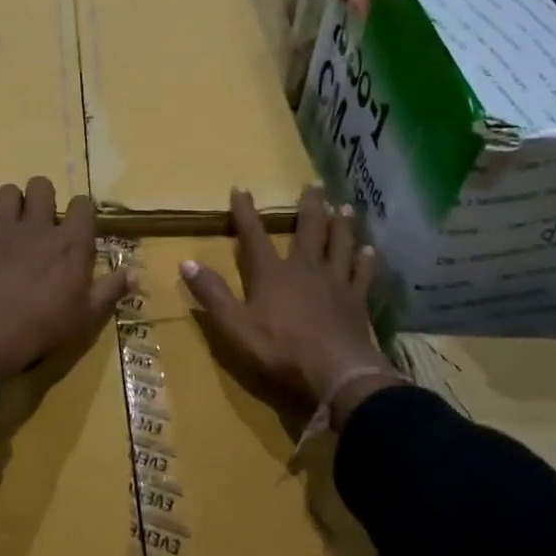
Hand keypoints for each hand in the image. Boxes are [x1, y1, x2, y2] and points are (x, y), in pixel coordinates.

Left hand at [0, 177, 127, 379]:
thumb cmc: (47, 326)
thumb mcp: (88, 315)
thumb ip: (110, 290)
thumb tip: (133, 274)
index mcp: (72, 243)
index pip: (82, 204)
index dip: (82, 210)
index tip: (79, 225)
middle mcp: (40, 227)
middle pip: (41, 185)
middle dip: (44, 196)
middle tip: (43, 220)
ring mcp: (6, 230)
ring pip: (8, 192)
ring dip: (14, 203)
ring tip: (17, 223)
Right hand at [182, 187, 400, 426]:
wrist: (335, 370)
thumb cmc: (280, 349)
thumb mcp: (235, 325)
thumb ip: (212, 294)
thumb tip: (186, 262)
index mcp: (272, 274)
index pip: (255, 236)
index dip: (246, 213)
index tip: (242, 188)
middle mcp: (305, 269)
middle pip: (309, 230)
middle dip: (309, 206)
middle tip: (314, 184)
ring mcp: (335, 283)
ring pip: (339, 245)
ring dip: (341, 225)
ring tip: (345, 207)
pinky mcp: (356, 300)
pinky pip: (362, 274)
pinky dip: (365, 260)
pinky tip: (369, 250)